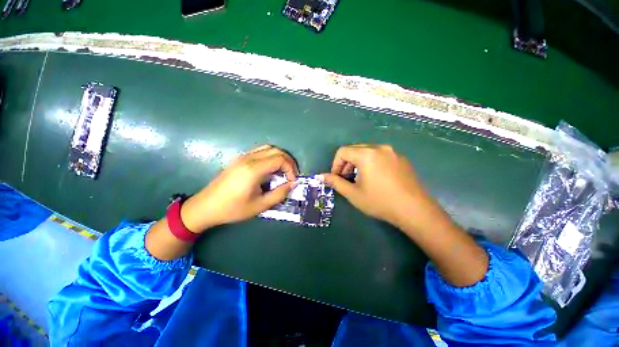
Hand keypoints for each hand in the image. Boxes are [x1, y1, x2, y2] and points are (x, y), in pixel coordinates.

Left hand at [180, 144, 297, 232]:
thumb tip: (293, 184)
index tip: (292, 181)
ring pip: (268, 148)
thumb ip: (279, 194)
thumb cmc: (233, 209)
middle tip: (292, 174)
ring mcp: (243, 156)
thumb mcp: (260, 205)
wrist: (206, 206)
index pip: (280, 159)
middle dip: (288, 161)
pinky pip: (260, 151)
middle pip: (276, 150)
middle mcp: (249, 158)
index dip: (291, 169)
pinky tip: (271, 168)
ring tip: (284, 170)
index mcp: (254, 169)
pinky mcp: (239, 159)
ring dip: (280, 157)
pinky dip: (271, 156)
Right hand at [321, 144, 443, 229]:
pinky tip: (375, 178)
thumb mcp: (353, 193)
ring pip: (367, 152)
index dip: (335, 164)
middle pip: (355, 149)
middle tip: (346, 179)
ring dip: (358, 163)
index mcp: (366, 154)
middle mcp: (379, 148)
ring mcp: (392, 152)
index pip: (343, 151)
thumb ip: (335, 182)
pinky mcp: (401, 158)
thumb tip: (320, 176)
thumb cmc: (380, 201)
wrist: (415, 210)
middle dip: (346, 163)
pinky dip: (371, 163)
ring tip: (360, 179)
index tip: (337, 178)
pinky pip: (380, 155)